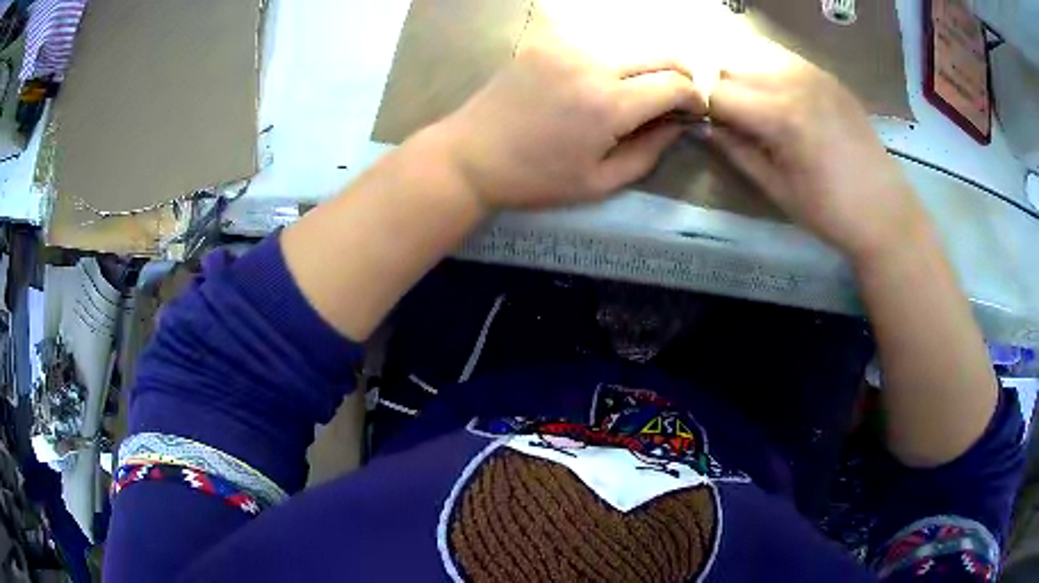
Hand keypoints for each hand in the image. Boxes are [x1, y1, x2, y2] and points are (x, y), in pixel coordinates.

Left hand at [437, 42, 706, 209]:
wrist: (470, 156)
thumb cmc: (535, 180)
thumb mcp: (600, 183)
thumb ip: (650, 152)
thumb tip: (679, 125)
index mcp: (608, 105)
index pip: (675, 84)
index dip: (694, 97)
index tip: (694, 111)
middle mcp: (592, 65)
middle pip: (661, 54)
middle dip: (680, 76)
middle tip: (675, 99)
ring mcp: (566, 47)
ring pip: (629, 49)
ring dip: (643, 70)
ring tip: (631, 97)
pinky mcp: (545, 43)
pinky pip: (595, 47)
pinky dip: (609, 64)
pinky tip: (593, 86)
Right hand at [708, 41, 929, 262]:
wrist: (886, 211)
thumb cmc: (831, 212)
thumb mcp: (777, 188)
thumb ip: (737, 151)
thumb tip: (705, 128)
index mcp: (780, 115)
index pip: (717, 94)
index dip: (708, 113)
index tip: (716, 132)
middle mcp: (794, 81)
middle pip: (733, 71)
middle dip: (726, 95)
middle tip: (738, 126)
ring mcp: (814, 74)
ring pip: (756, 61)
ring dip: (748, 84)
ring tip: (764, 115)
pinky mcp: (829, 76)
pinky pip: (785, 63)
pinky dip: (773, 78)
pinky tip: (789, 105)